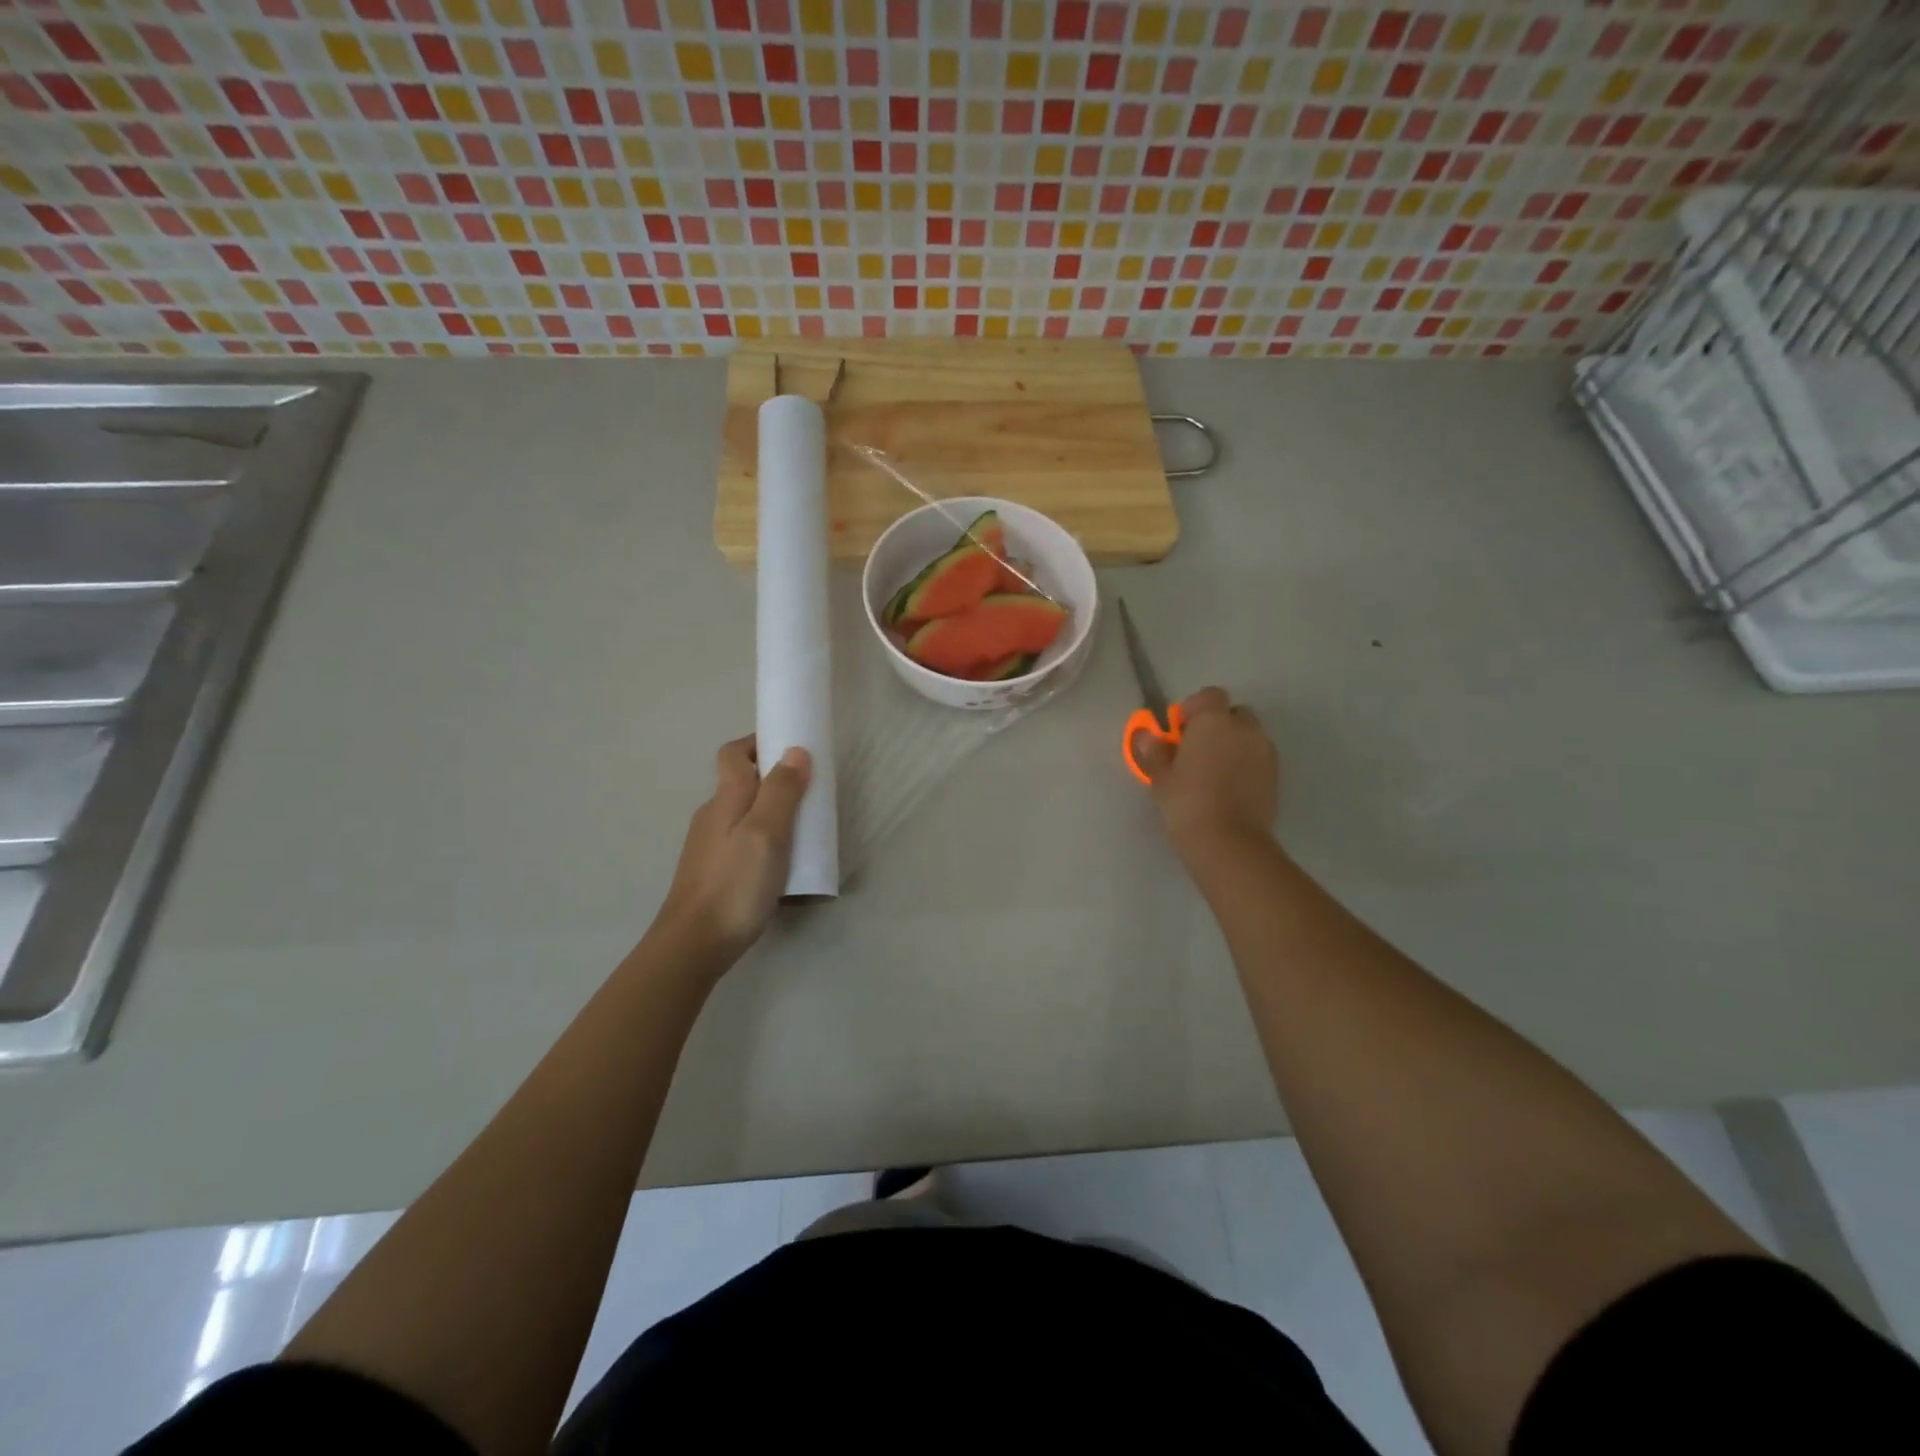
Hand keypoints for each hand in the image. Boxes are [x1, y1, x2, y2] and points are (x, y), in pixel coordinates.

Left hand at [660, 737, 811, 965]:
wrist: (693, 945)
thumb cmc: (734, 885)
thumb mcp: (766, 834)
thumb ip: (781, 792)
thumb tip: (795, 751)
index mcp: (725, 799)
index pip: (733, 754)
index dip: (758, 743)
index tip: (791, 746)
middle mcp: (713, 816)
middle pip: (741, 782)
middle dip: (774, 778)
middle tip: (810, 789)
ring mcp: (710, 845)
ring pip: (743, 813)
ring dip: (772, 809)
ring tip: (803, 825)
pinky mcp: (714, 871)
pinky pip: (743, 839)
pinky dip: (764, 837)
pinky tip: (782, 860)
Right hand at [1131, 687, 1278, 855]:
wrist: (1229, 842)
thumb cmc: (1187, 803)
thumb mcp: (1161, 778)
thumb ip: (1154, 752)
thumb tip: (1147, 736)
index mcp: (1213, 721)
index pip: (1209, 695)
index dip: (1194, 708)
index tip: (1179, 729)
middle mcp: (1245, 728)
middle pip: (1234, 713)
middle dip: (1217, 725)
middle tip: (1196, 749)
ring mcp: (1265, 751)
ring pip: (1249, 736)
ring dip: (1234, 744)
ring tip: (1214, 770)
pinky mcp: (1276, 775)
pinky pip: (1259, 758)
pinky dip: (1246, 763)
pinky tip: (1229, 787)